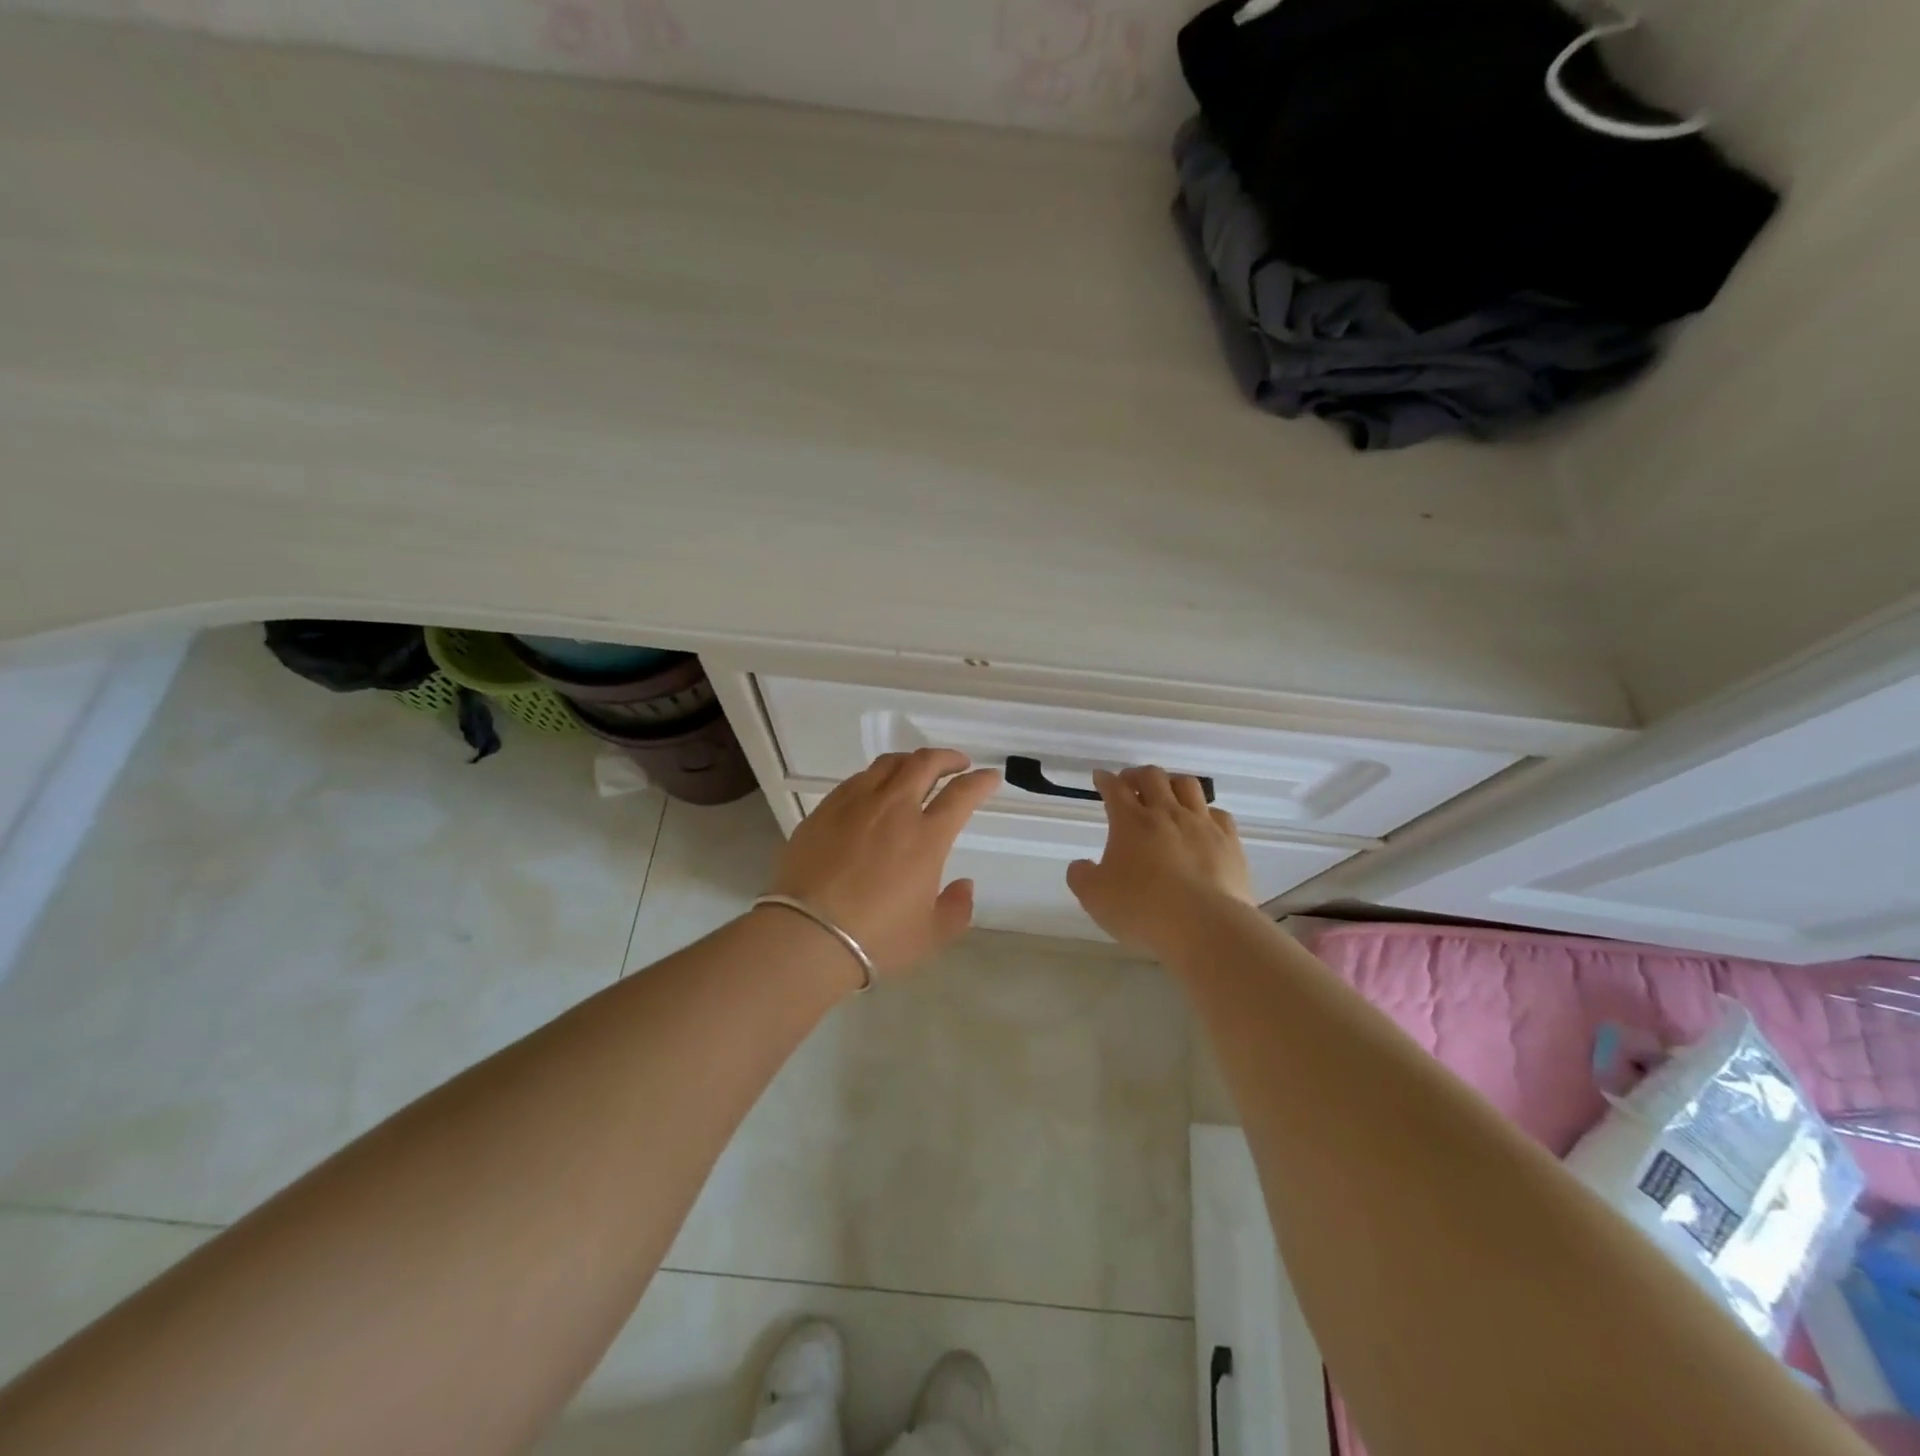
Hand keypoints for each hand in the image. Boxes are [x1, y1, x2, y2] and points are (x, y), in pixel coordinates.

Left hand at [767, 747, 1000, 977]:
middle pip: (924, 763)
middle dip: (947, 757)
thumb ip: (956, 908)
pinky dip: (876, 777)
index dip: (981, 781)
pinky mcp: (825, 810)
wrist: (807, 936)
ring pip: (888, 764)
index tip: (990, 777)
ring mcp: (855, 804)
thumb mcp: (931, 935)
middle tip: (957, 764)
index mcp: (926, 837)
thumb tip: (964, 885)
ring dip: (911, 761)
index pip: (961, 794)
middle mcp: (893, 809)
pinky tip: (875, 790)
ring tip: (916, 770)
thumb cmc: (876, 938)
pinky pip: (856, 780)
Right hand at [1066, 766, 1256, 954]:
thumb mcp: (1094, 897)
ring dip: (1172, 783)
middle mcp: (1166, 813)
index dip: (1105, 780)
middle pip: (1152, 777)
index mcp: (1130, 822)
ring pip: (1188, 785)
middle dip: (1137, 774)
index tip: (1100, 777)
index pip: (1114, 789)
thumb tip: (1081, 865)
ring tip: (1167, 793)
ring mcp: (1201, 824)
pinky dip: (1206, 811)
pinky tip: (1202, 822)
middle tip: (1130, 782)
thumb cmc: (1142, 909)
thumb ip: (1081, 876)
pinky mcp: (1229, 841)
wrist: (1204, 926)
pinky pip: (1218, 813)